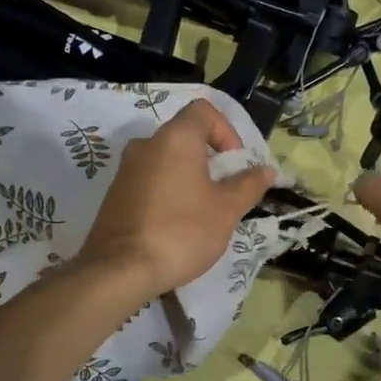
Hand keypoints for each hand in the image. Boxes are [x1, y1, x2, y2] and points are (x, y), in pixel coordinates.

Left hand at [77, 99, 273, 298]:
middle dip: (209, 159)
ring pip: (166, 160)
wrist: (120, 269)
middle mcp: (146, 144)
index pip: (203, 111)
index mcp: (175, 138)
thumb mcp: (226, 210)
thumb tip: (266, 170)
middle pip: (184, 136)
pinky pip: (149, 180)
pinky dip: (167, 192)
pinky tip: (176, 224)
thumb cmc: (182, 232)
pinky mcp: (114, 194)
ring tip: (202, 212)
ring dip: (188, 177)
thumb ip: (248, 185)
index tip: (234, 163)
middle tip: (224, 191)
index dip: (226, 130)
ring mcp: (125, 169)